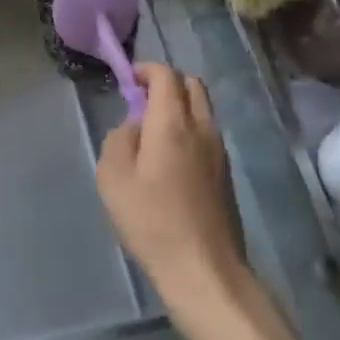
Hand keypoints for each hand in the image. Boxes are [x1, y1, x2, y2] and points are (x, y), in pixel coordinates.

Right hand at [95, 64, 246, 313]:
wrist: (203, 268)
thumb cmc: (151, 220)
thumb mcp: (113, 177)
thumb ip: (119, 139)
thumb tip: (135, 125)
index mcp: (173, 123)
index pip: (166, 75)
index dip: (146, 70)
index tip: (128, 80)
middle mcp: (202, 128)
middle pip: (192, 85)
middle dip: (167, 82)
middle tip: (141, 100)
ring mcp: (219, 151)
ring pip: (203, 109)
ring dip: (180, 106)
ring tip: (152, 131)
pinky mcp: (226, 173)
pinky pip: (207, 133)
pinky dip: (189, 128)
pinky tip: (169, 158)